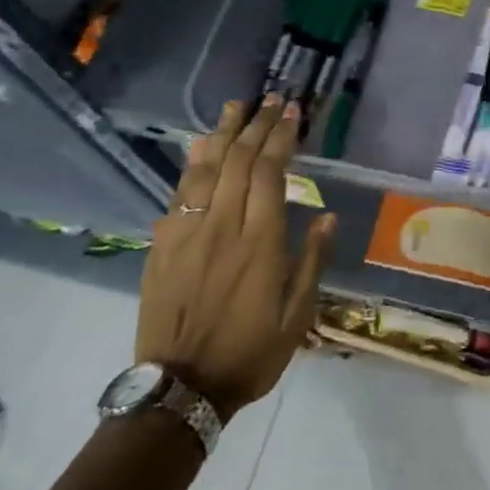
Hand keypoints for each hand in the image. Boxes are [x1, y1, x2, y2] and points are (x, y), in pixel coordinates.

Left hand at [135, 96, 335, 419]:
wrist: (180, 390)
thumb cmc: (249, 353)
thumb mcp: (297, 316)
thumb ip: (312, 261)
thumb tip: (327, 215)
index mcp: (259, 243)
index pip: (269, 173)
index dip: (281, 137)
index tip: (292, 113)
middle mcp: (222, 227)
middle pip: (238, 161)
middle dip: (257, 125)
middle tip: (271, 100)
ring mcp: (187, 233)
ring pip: (205, 170)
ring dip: (223, 133)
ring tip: (236, 106)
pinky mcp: (162, 245)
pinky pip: (179, 193)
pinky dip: (193, 164)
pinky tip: (200, 146)